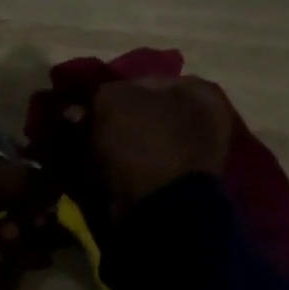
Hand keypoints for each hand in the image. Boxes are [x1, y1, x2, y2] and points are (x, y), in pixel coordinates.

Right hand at [86, 76, 231, 212]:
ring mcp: (194, 158)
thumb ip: (100, 94)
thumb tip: (85, 106)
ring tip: (87, 151)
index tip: (86, 106)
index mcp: (199, 92)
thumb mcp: (114, 101)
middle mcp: (204, 121)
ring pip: (141, 143)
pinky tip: (99, 171)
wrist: (160, 208)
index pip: (144, 81)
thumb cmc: (144, 142)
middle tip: (84, 128)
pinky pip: (141, 169)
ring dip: (115, 146)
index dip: (111, 91)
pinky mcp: (178, 188)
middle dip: (113, 121)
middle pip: (144, 114)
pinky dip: (121, 169)